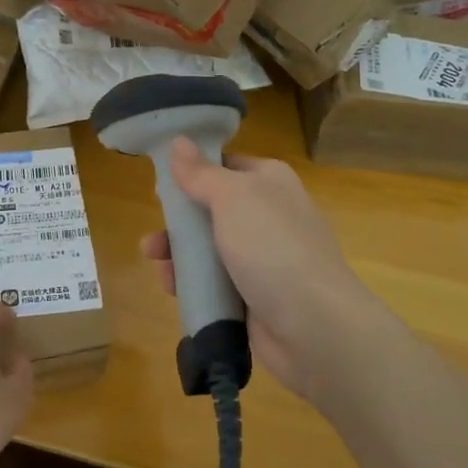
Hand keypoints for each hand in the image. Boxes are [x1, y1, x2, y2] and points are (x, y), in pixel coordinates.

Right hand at [138, 138, 383, 404]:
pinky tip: (173, 288)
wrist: (313, 326)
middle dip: (178, 222)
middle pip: (212, 210)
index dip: (193, 172)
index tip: (161, 184)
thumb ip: (201, 173)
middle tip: (154, 233)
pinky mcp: (254, 296)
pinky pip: (215, 283)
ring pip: (209, 248)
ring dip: (179, 254)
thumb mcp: (232, 197)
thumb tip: (179, 141)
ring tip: (156, 263)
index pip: (226, 166)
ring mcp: (263, 258)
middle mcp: (269, 216)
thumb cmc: (272, 247)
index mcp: (270, 182)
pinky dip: (193, 283)